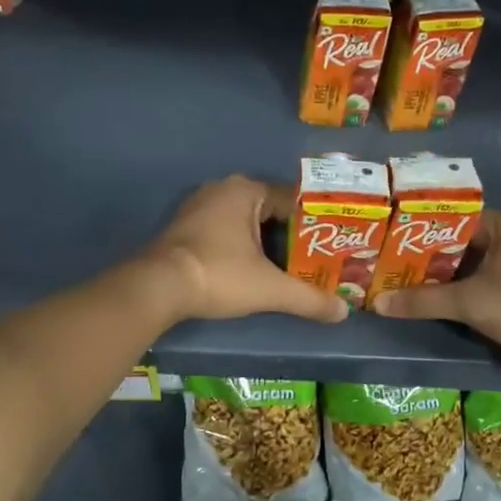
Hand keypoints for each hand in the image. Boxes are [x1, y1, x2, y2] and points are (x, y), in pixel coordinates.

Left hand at [142, 175, 347, 324]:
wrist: (157, 288)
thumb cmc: (219, 275)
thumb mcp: (269, 289)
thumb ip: (308, 298)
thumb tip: (343, 312)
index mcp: (246, 190)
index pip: (293, 199)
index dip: (314, 222)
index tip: (332, 243)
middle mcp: (223, 188)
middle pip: (270, 209)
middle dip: (290, 234)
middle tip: (314, 257)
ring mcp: (199, 205)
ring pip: (246, 220)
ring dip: (265, 240)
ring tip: (289, 265)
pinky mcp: (185, 226)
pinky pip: (225, 228)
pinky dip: (241, 244)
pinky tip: (252, 267)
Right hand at [372, 211, 500, 354]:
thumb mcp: (468, 301)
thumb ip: (422, 300)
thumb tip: (377, 303)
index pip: (452, 217)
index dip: (420, 228)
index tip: (391, 238)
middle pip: (458, 240)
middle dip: (426, 253)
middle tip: (390, 261)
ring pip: (468, 261)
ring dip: (441, 272)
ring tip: (403, 278)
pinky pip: (479, 277)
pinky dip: (458, 285)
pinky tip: (433, 296)